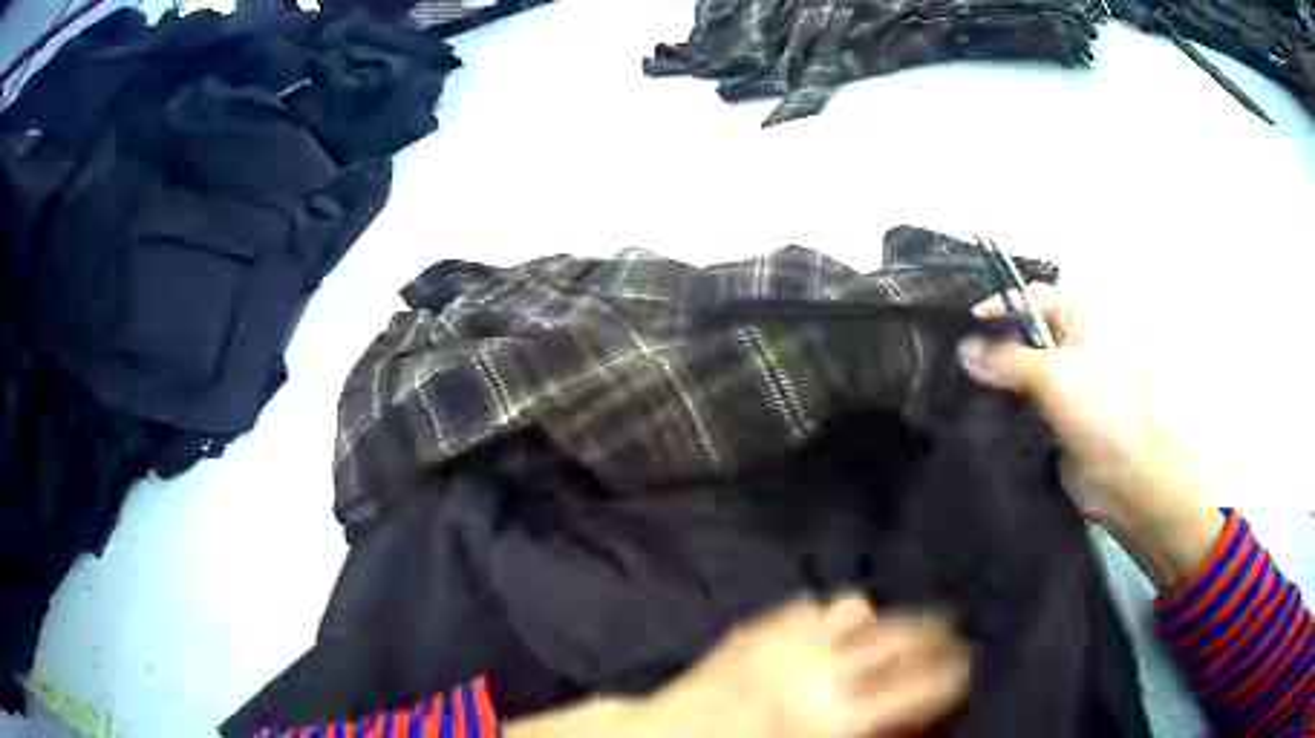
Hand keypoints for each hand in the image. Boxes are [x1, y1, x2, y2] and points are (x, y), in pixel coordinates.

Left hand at [638, 595, 969, 737]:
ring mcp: (789, 639)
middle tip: (951, 642)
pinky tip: (840, 627)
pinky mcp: (760, 626)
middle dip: (939, 636)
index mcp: (844, 716)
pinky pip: (814, 606)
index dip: (958, 674)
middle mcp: (825, 669)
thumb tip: (920, 720)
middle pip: (907, 636)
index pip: (928, 683)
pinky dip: (835, 615)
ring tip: (902, 630)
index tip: (968, 671)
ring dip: (888, 620)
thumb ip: (883, 732)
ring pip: (865, 609)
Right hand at [956, 285, 1222, 588]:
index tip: (973, 323)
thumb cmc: (1098, 410)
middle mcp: (1075, 354)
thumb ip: (1006, 358)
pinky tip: (989, 418)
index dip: (1006, 303)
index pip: (1037, 298)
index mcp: (1081, 327)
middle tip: (966, 363)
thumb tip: (964, 350)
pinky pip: (1029, 409)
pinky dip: (1010, 410)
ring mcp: (1069, 391)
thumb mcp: (1052, 373)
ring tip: (971, 391)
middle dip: (999, 345)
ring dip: (1002, 381)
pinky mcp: (1061, 425)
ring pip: (1027, 376)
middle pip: (1029, 336)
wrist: (1124, 475)